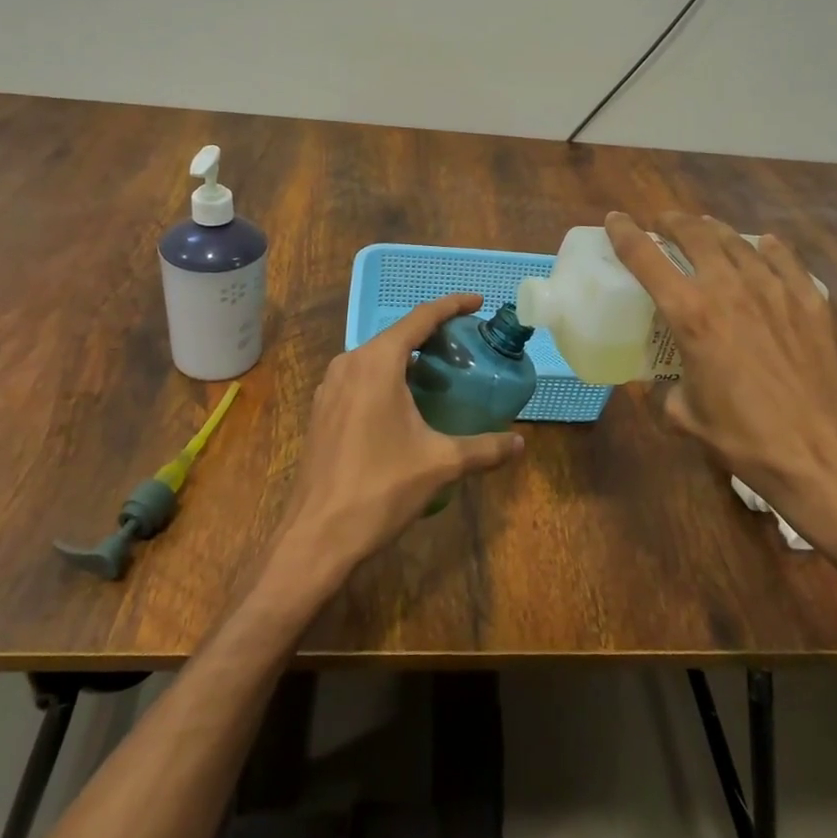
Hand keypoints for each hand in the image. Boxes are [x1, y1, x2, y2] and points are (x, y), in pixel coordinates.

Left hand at [274, 293, 524, 584]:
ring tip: (440, 372)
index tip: (477, 302)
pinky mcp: (322, 410)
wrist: (316, 536)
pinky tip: (405, 402)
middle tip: (466, 345)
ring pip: (376, 357)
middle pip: (397, 335)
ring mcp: (329, 386)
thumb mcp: (440, 464)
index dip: (451, 305)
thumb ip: (484, 449)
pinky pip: (360, 377)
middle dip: (432, 334)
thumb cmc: (380, 489)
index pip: (420, 318)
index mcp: (377, 362)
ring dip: (408, 357)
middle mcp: (349, 363)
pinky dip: (387, 377)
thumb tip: (520, 443)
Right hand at [604, 211, 836, 568]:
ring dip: (714, 230)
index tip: (615, 220)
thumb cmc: (745, 439)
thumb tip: (657, 383)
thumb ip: (663, 391)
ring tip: (705, 230)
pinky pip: (784, 258)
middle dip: (673, 222)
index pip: (646, 258)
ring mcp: (774, 290)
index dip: (625, 233)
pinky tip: (763, 246)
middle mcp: (729, 289)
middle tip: (663, 224)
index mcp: (691, 315)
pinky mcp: (810, 301)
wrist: (823, 455)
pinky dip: (766, 247)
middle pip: (695, 234)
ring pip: (737, 241)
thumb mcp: (686, 417)